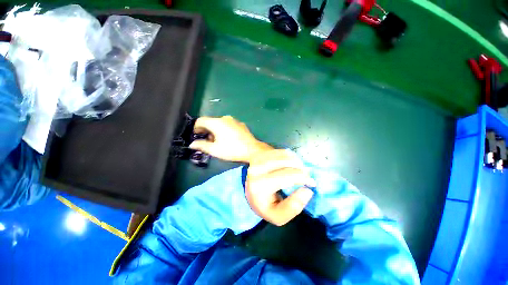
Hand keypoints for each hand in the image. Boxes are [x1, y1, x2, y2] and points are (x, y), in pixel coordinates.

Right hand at [189, 116, 272, 162]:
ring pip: (220, 123)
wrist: (252, 150)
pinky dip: (224, 130)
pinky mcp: (240, 124)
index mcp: (217, 122)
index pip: (201, 121)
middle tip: (206, 141)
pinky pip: (228, 125)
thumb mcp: (215, 150)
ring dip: (215, 130)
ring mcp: (234, 121)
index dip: (196, 128)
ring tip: (217, 142)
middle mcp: (225, 118)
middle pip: (211, 122)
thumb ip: (201, 145)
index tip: (195, 136)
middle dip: (206, 131)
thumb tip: (192, 144)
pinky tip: (228, 139)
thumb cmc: (232, 150)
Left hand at [246, 149, 315, 225]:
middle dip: (302, 170)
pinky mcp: (262, 153)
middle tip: (307, 178)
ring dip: (298, 163)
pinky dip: (292, 157)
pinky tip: (291, 165)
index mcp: (259, 186)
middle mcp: (257, 169)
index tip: (311, 184)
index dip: (303, 178)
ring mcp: (259, 159)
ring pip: (286, 156)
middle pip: (288, 164)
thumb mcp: (276, 214)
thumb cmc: (264, 201)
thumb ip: (292, 208)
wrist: (251, 184)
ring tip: (300, 171)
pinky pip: (283, 152)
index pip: (287, 177)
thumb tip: (307, 190)